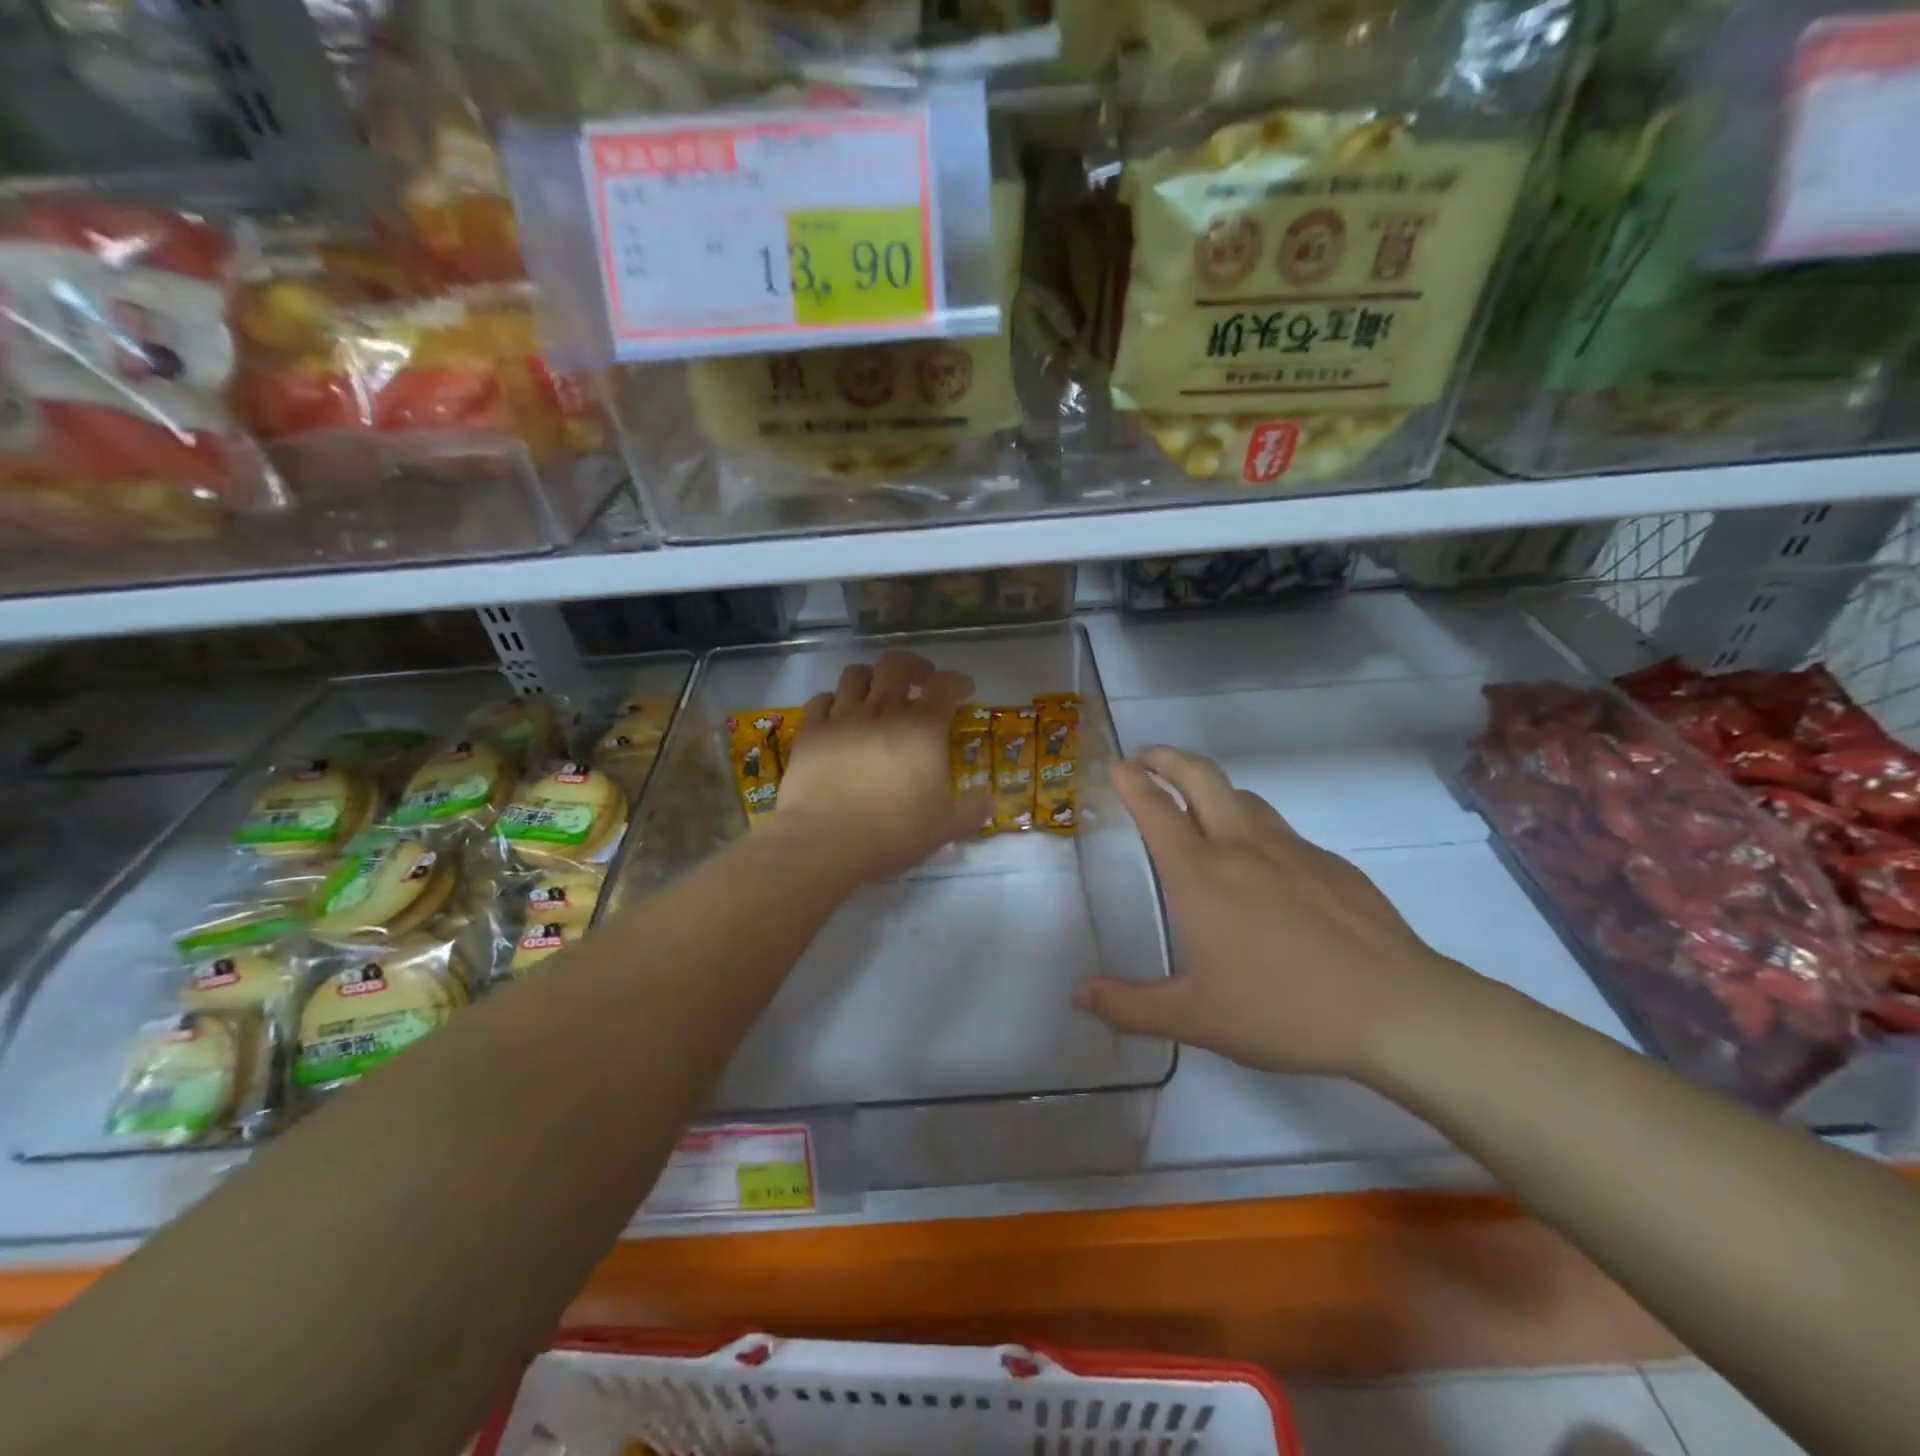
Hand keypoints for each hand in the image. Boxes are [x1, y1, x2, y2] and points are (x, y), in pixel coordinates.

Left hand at [774, 650, 992, 884]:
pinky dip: (833, 702)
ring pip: (855, 675)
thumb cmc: (895, 831)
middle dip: (913, 667)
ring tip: (876, 692)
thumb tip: (989, 804)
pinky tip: (838, 715)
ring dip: (871, 678)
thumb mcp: (945, 826)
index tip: (964, 690)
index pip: (945, 685)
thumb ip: (971, 811)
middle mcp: (882, 710)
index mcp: (922, 728)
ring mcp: (842, 717)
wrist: (829, 841)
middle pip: (896, 665)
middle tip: (920, 680)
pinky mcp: (810, 732)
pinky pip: (821, 701)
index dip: (958, 682)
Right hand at [1074, 746, 1476, 1081]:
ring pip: (1243, 797)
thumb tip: (1079, 996)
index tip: (1117, 765)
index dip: (1132, 782)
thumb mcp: (1194, 1018)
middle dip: (1168, 758)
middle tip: (1148, 757)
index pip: (1156, 810)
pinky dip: (1255, 825)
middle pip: (1201, 777)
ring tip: (1198, 802)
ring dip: (1212, 787)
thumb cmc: (1283, 1010)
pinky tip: (1263, 864)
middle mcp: (1242, 847)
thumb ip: (1130, 1006)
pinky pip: (1281, 830)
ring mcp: (1293, 850)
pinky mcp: (1332, 865)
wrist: (1397, 1009)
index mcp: (1201, 875)